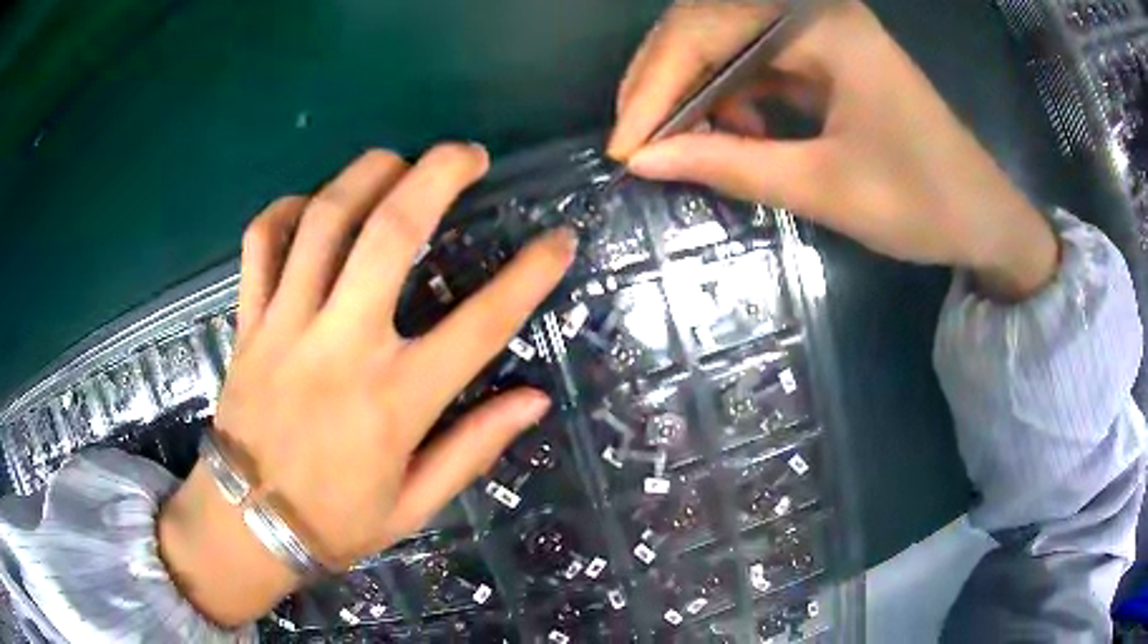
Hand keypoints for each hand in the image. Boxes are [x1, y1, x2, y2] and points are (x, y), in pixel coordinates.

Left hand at [158, 144, 576, 626]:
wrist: (247, 525)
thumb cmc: (335, 522)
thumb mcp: (415, 504)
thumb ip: (473, 447)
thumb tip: (533, 399)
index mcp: (395, 401)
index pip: (481, 323)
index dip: (531, 275)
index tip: (560, 240)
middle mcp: (342, 347)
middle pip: (390, 232)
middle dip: (437, 175)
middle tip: (467, 155)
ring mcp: (286, 326)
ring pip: (324, 220)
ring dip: (366, 174)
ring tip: (396, 159)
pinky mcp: (248, 323)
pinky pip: (262, 243)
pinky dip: (287, 209)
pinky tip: (311, 204)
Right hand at [610, 0, 1056, 299]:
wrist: (983, 216)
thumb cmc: (922, 203)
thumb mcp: (825, 188)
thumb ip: (731, 165)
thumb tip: (644, 160)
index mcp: (823, 24)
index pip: (706, 32)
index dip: (655, 88)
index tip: (623, 148)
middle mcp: (814, 9)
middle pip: (707, 24)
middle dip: (664, 82)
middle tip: (636, 140)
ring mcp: (820, 28)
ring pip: (725, 41)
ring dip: (695, 88)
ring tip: (684, 142)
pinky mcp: (825, 52)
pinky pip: (755, 59)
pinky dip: (732, 93)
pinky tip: (737, 129)